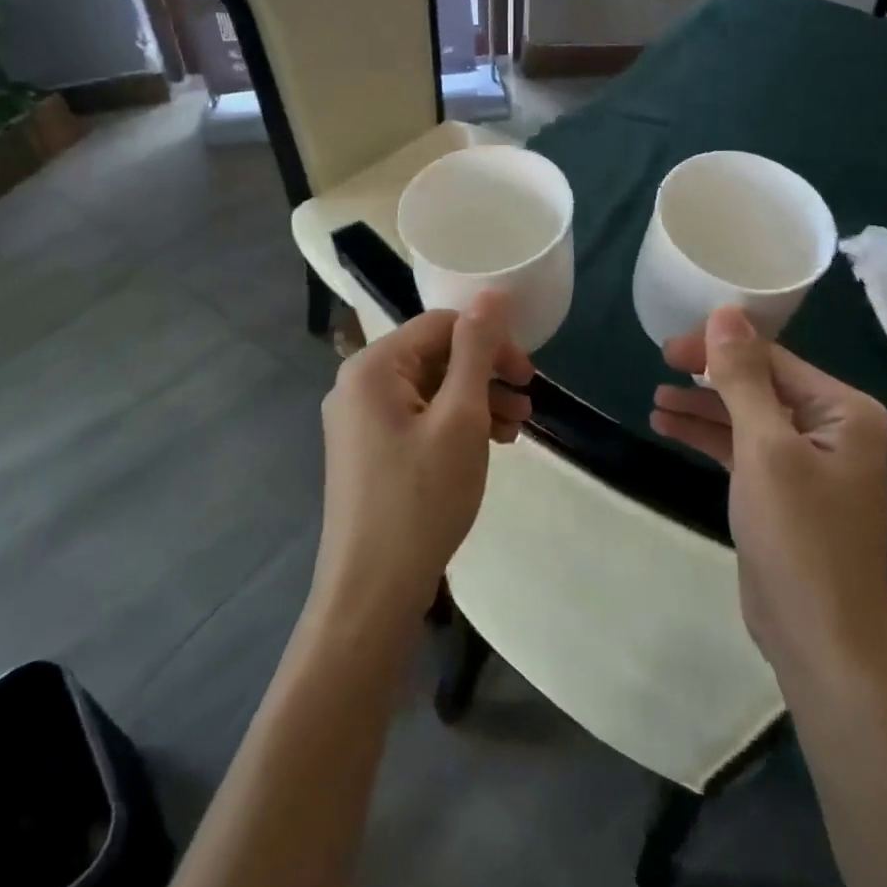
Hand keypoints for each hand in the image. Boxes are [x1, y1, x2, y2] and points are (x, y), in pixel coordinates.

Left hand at [314, 293, 533, 629]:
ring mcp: (359, 419)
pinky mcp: (367, 450)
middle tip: (527, 405)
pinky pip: (418, 417)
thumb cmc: (422, 499)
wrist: (372, 593)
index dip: (491, 342)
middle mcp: (358, 383)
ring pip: (430, 388)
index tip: (529, 376)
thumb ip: (477, 349)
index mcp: (374, 366)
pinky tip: (486, 446)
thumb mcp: (461, 417)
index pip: (443, 325)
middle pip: (435, 355)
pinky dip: (454, 424)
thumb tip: (492, 293)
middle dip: (486, 374)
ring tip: (515, 431)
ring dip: (476, 401)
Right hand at [652, 308, 886, 679]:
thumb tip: (726, 311)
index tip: (667, 349)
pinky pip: (745, 448)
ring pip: (748, 417)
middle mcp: (835, 429)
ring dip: (703, 408)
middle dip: (708, 378)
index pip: (773, 359)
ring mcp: (811, 462)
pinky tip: (669, 427)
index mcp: (846, 411)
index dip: (718, 349)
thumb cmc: (799, 536)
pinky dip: (710, 438)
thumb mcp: (764, 447)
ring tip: (655, 401)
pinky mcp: (787, 491)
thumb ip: (742, 377)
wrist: (820, 641)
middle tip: (659, 369)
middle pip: (760, 384)